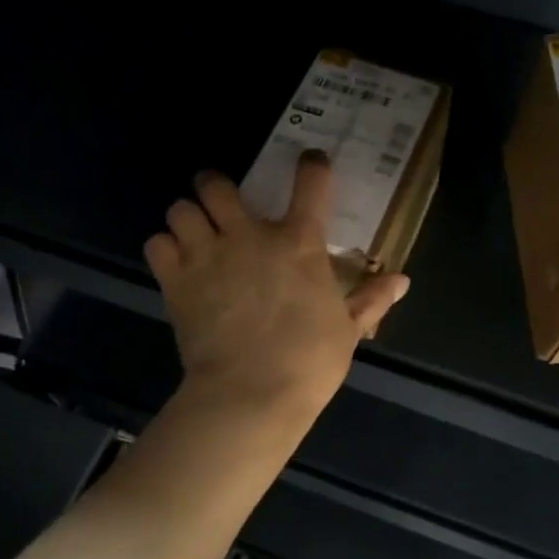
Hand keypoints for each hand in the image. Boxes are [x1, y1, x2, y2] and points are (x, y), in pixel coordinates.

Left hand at [145, 153, 408, 423]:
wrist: (251, 395)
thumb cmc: (309, 361)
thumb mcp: (348, 330)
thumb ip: (371, 299)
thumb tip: (402, 280)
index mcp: (299, 243)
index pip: (310, 184)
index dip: (312, 166)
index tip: (311, 163)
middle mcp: (249, 237)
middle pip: (216, 184)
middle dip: (215, 186)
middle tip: (221, 202)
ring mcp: (208, 256)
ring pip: (180, 208)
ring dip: (187, 217)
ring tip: (194, 234)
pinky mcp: (176, 282)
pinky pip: (156, 244)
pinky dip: (165, 249)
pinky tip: (176, 263)